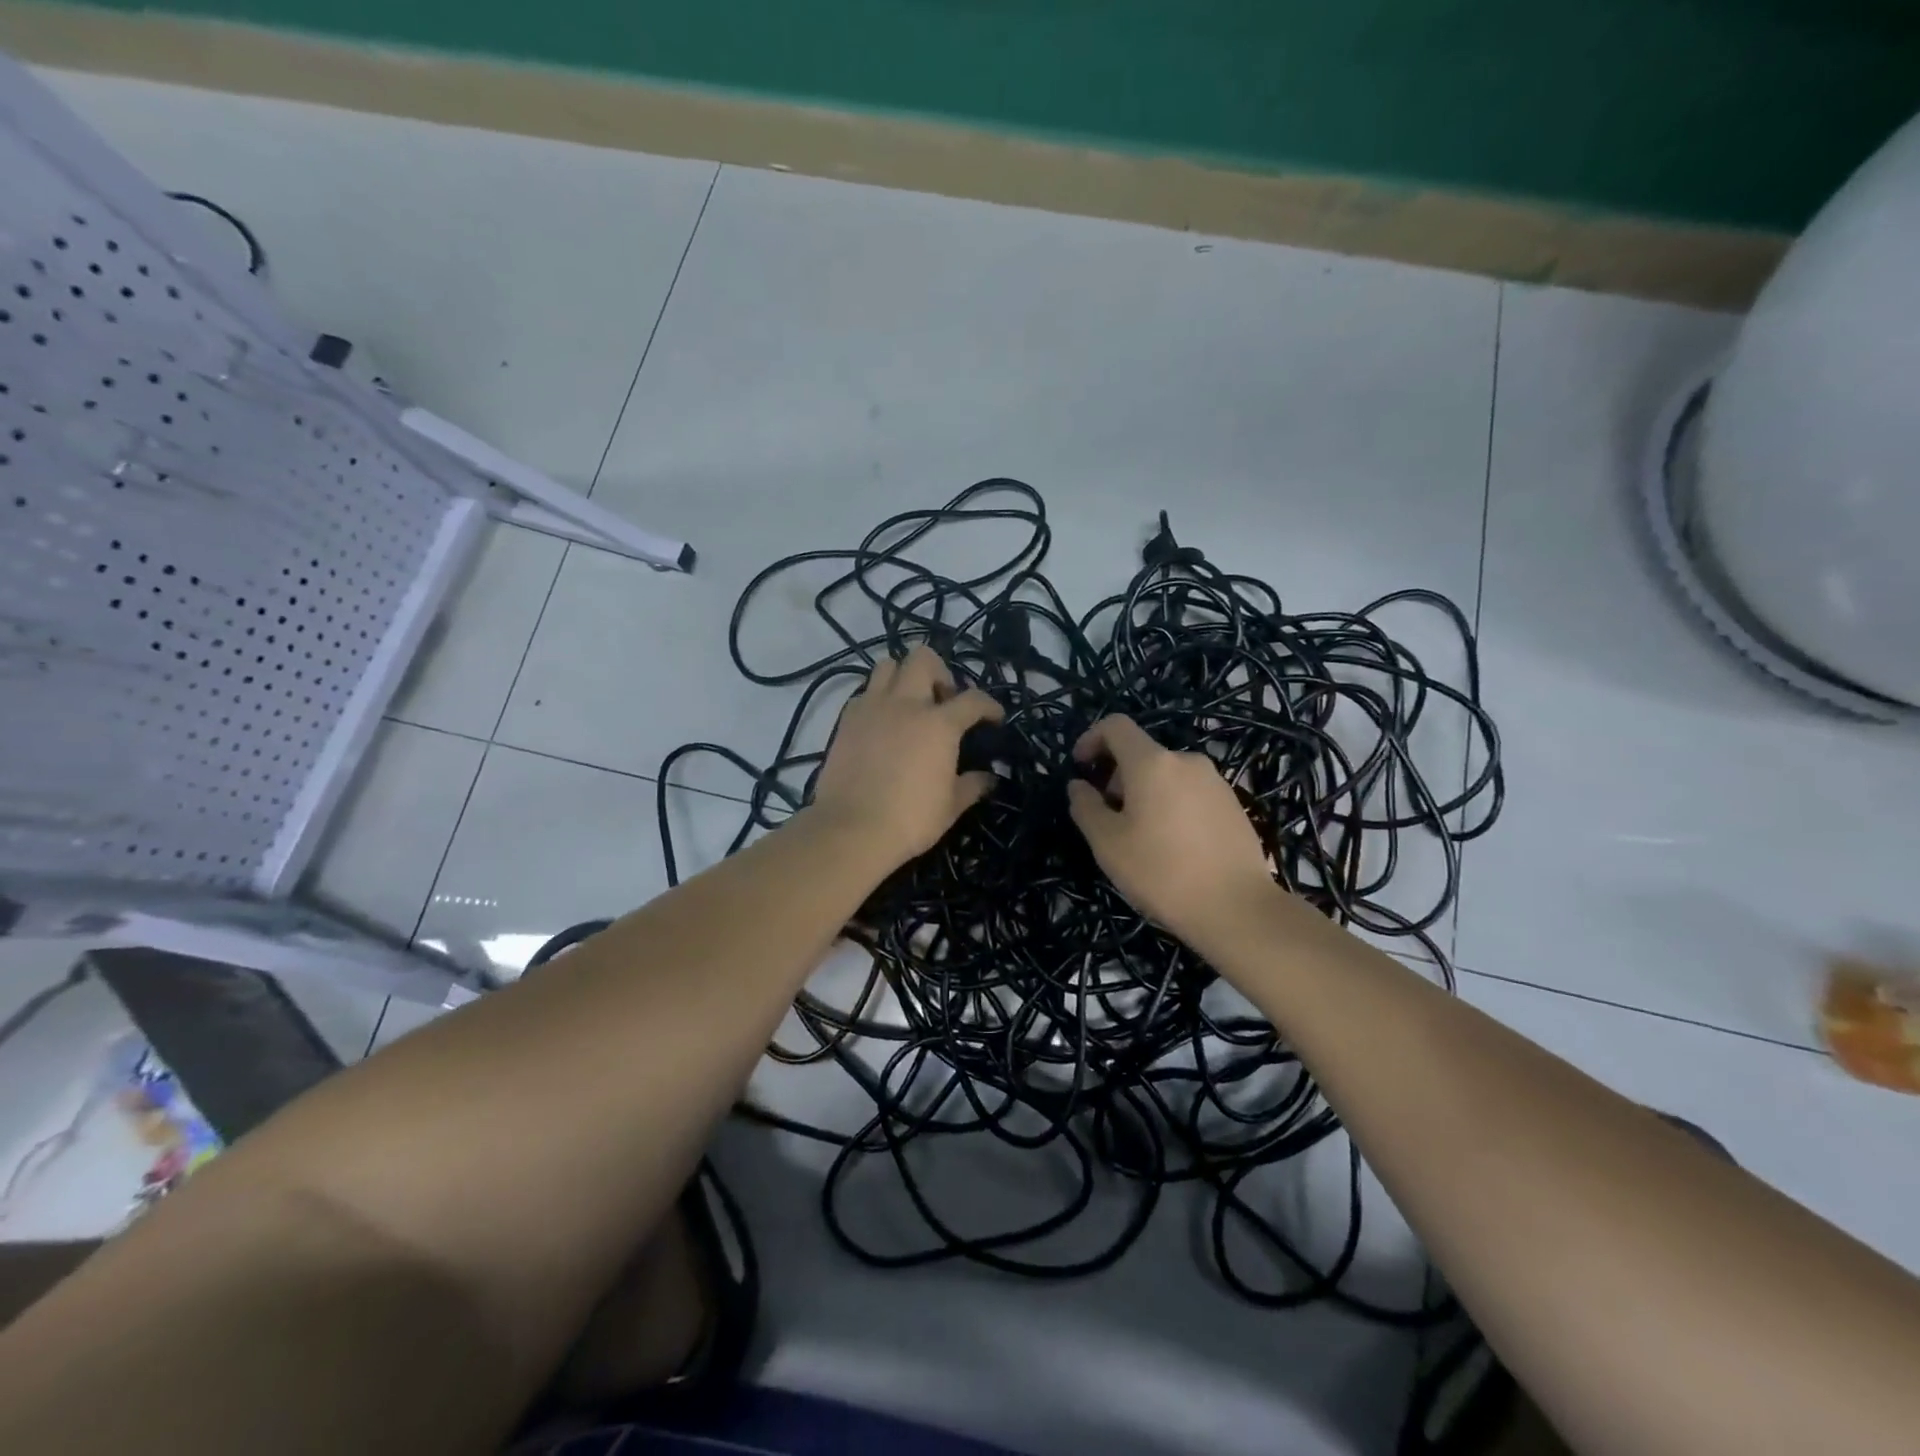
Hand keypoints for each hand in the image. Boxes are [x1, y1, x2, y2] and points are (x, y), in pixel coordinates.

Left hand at [810, 645, 1003, 868]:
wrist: (851, 829)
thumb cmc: (910, 819)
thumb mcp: (951, 806)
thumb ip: (972, 785)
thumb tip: (989, 778)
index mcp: (939, 723)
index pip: (974, 699)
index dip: (989, 705)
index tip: (994, 718)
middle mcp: (906, 704)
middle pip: (923, 659)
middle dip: (940, 672)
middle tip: (943, 701)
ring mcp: (871, 707)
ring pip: (887, 665)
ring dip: (903, 677)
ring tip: (910, 704)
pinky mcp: (845, 720)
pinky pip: (864, 692)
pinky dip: (878, 699)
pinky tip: (883, 724)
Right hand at [1067, 715, 1279, 945]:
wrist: (1237, 908)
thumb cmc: (1162, 872)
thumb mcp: (1108, 844)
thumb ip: (1086, 807)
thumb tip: (1079, 786)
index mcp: (1152, 763)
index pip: (1115, 726)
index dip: (1091, 739)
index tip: (1081, 769)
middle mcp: (1186, 761)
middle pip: (1141, 754)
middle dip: (1117, 777)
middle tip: (1109, 819)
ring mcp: (1214, 781)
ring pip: (1166, 775)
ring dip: (1144, 794)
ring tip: (1141, 838)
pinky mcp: (1233, 804)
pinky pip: (1189, 793)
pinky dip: (1171, 805)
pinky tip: (1173, 847)